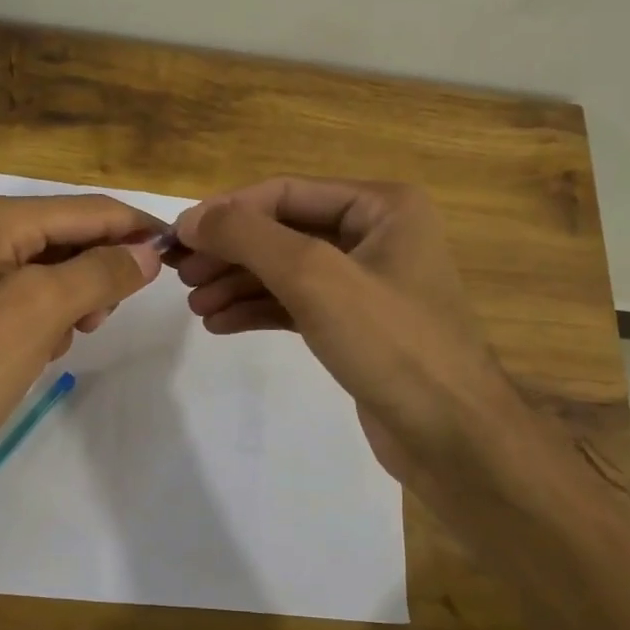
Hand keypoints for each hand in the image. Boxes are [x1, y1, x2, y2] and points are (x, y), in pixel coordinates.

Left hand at [0, 193, 164, 492]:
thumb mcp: (37, 312)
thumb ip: (98, 273)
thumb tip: (146, 253)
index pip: (92, 210)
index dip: (140, 231)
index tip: (182, 260)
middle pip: (73, 235)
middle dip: (102, 272)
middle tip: (103, 319)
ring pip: (55, 270)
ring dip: (76, 301)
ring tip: (67, 340)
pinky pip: (30, 298)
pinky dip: (48, 320)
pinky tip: (39, 353)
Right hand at [171, 177, 578, 516]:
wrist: (452, 437)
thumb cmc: (391, 343)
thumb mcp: (314, 277)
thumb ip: (249, 238)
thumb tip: (192, 218)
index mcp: (381, 205)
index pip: (285, 192)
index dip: (227, 211)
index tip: (177, 238)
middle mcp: (376, 234)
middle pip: (283, 230)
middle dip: (231, 252)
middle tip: (180, 275)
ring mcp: (367, 282)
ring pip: (287, 270)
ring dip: (239, 283)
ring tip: (196, 305)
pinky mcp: (356, 325)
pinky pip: (297, 304)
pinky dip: (259, 309)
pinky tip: (220, 323)